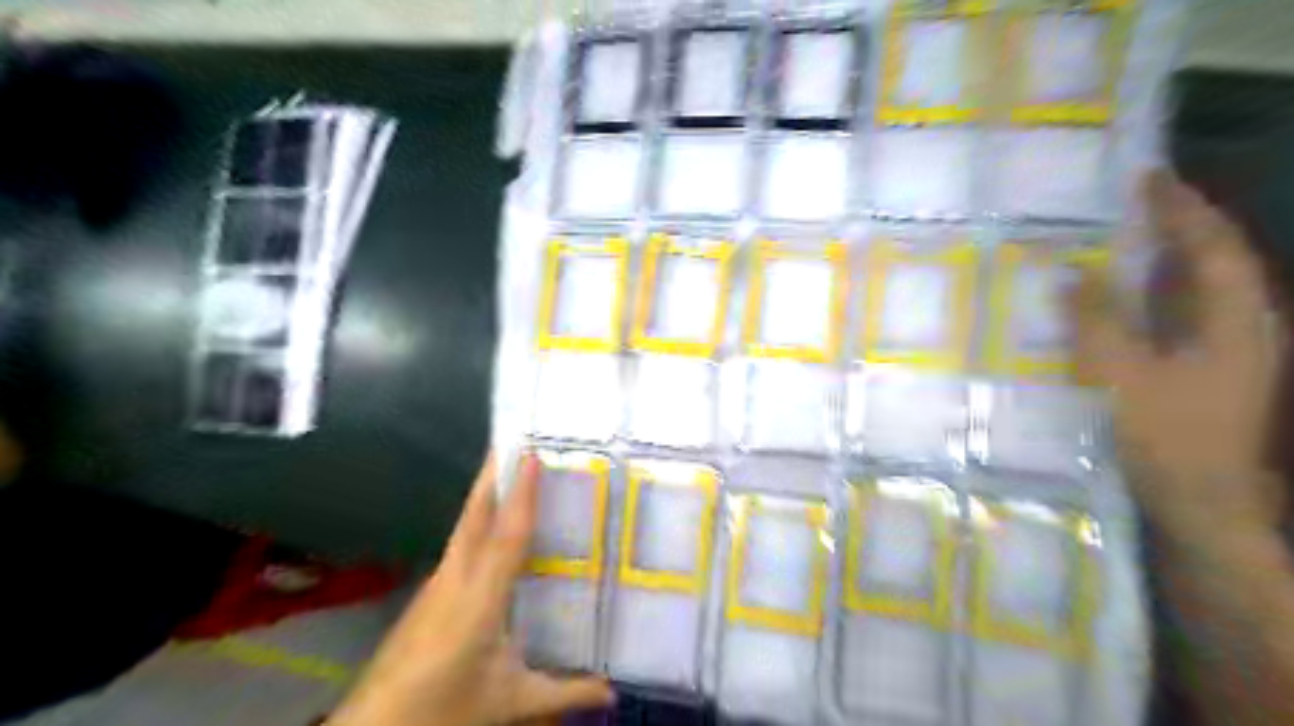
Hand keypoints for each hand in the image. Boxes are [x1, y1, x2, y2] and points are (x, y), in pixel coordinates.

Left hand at [329, 453, 618, 725]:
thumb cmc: (443, 709)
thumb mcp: (509, 701)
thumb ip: (564, 693)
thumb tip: (613, 695)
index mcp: (479, 598)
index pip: (506, 536)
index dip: (521, 495)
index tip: (531, 455)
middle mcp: (454, 579)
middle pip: (474, 517)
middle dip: (492, 477)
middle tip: (513, 443)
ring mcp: (435, 585)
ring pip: (464, 528)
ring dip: (485, 497)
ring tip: (512, 476)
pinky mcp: (427, 595)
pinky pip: (460, 547)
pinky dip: (477, 525)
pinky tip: (492, 533)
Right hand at [1072, 172, 1282, 541]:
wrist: (1203, 502)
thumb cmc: (1167, 437)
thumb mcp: (1122, 376)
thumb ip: (1097, 321)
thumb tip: (1075, 274)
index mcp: (1236, 319)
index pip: (1212, 245)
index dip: (1181, 208)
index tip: (1147, 177)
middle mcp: (1243, 325)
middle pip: (1213, 260)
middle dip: (1175, 225)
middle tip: (1127, 202)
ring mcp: (1228, 350)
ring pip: (1197, 289)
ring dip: (1162, 259)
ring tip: (1118, 237)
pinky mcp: (1206, 369)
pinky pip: (1179, 316)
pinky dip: (1153, 296)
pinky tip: (1119, 296)